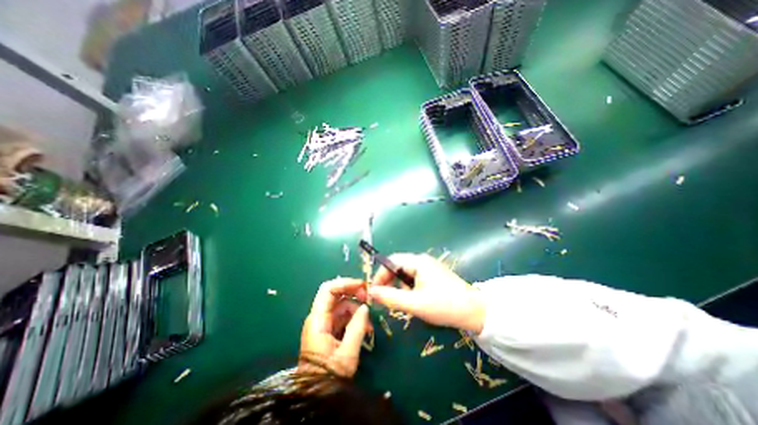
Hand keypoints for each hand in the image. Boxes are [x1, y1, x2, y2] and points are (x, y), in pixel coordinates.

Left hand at [301, 278, 373, 378]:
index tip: (363, 286)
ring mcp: (324, 324)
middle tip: (370, 300)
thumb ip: (357, 327)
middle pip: (336, 296)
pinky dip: (354, 319)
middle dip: (354, 295)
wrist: (316, 398)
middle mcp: (319, 318)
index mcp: (318, 320)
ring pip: (342, 306)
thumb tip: (365, 307)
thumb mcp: (347, 354)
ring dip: (357, 310)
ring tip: (369, 324)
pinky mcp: (329, 331)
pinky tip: (365, 328)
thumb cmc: (328, 377)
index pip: (328, 290)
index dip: (345, 283)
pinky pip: (343, 317)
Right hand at [369, 255, 485, 333]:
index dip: (380, 275)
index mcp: (418, 262)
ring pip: (406, 274)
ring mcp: (429, 268)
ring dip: (400, 287)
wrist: (475, 312)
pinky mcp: (434, 276)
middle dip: (390, 282)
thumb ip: (391, 297)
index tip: (374, 291)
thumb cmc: (444, 305)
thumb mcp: (414, 304)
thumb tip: (371, 292)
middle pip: (398, 267)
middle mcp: (422, 261)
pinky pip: (415, 279)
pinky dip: (410, 289)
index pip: (391, 261)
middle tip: (386, 299)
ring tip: (405, 303)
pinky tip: (416, 301)